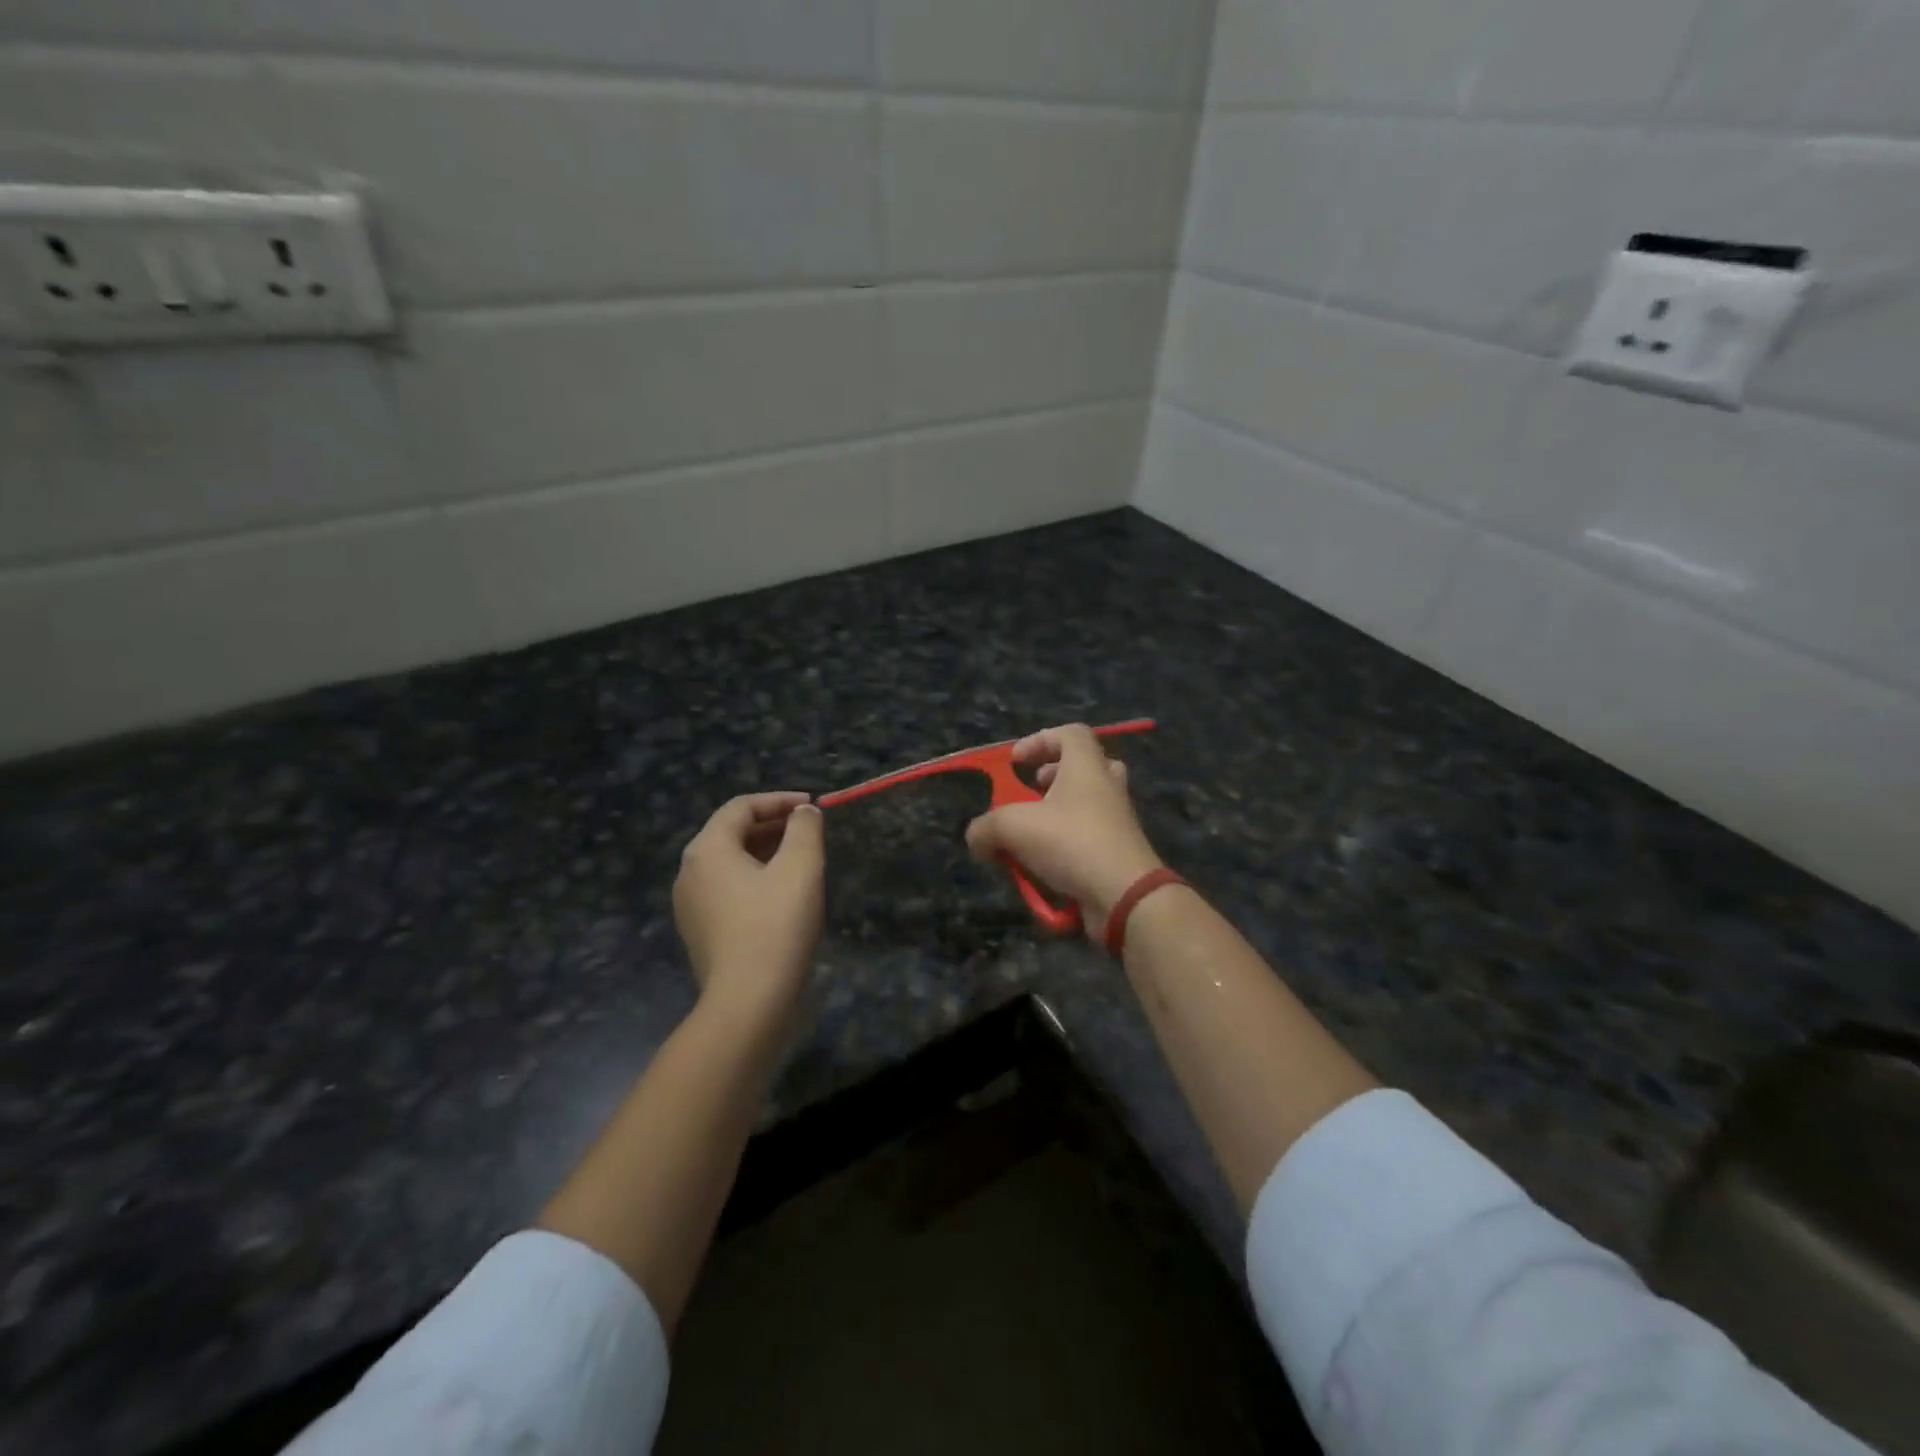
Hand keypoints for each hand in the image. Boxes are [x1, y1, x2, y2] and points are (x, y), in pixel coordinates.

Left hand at [673, 792, 824, 1020]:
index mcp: (708, 849)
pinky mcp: (699, 932)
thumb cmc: (776, 927)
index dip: (780, 800)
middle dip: (773, 825)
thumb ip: (805, 828)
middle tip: (810, 830)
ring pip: (730, 862)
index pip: (741, 807)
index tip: (814, 805)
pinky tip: (782, 895)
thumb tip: (804, 812)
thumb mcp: (801, 868)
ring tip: (801, 859)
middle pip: (731, 832)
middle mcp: (689, 871)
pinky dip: (754, 879)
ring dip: (765, 852)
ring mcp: (690, 905)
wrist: (748, 1003)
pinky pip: (727, 890)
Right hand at [964, 724, 1164, 940]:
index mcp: (1087, 767)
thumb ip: (985, 828)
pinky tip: (1044, 866)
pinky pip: (1090, 837)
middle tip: (1032, 792)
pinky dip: (1066, 845)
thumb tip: (978, 839)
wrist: (1125, 895)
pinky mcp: (1120, 851)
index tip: (1016, 762)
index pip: (1070, 733)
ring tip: (1031, 833)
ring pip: (1087, 804)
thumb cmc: (1071, 843)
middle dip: (1052, 777)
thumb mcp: (1012, 829)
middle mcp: (1107, 786)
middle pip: (1084, 766)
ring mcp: (1118, 820)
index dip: (1040, 740)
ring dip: (1057, 814)